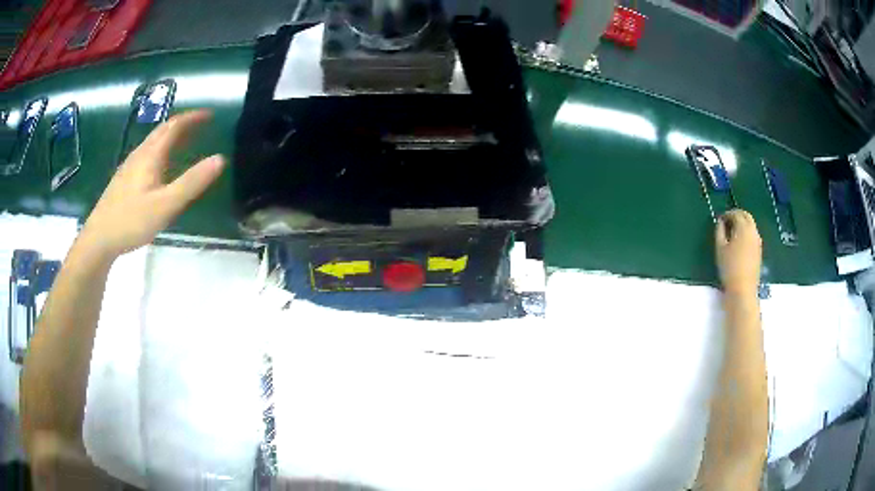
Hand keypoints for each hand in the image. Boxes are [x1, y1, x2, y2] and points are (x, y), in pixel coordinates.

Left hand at [79, 110, 225, 258]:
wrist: (98, 238)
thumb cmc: (132, 220)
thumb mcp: (166, 205)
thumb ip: (192, 183)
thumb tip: (220, 159)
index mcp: (151, 155)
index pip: (174, 126)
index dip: (193, 118)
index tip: (210, 115)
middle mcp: (140, 154)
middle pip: (163, 130)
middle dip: (183, 124)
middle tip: (201, 126)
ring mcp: (129, 166)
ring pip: (153, 142)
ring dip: (171, 136)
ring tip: (185, 142)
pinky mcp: (124, 179)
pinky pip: (146, 154)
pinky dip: (161, 150)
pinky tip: (161, 166)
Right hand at [715, 209, 761, 295]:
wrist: (743, 290)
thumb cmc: (729, 268)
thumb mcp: (720, 248)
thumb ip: (719, 232)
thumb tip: (720, 222)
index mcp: (743, 227)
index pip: (736, 213)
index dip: (727, 214)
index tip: (720, 219)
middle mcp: (753, 231)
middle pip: (746, 216)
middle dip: (737, 215)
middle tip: (728, 221)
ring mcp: (758, 241)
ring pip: (751, 225)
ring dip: (743, 224)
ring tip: (733, 232)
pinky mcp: (759, 251)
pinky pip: (753, 235)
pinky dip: (746, 233)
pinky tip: (740, 243)